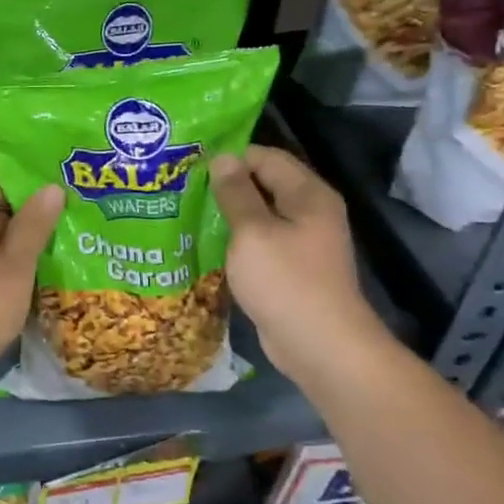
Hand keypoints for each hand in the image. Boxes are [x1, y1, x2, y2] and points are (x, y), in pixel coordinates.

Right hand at [209, 146, 395, 385]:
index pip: (265, 157)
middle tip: (182, 187)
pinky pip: (260, 240)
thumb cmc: (286, 282)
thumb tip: (222, 158)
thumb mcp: (253, 232)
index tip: (190, 166)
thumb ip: (236, 193)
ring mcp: (302, 241)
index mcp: (307, 195)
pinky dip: (236, 238)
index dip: (229, 157)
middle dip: (225, 184)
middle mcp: (310, 211)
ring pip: (259, 214)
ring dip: (227, 213)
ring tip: (187, 211)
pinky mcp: (291, 267)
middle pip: (263, 183)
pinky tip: (206, 243)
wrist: (320, 346)